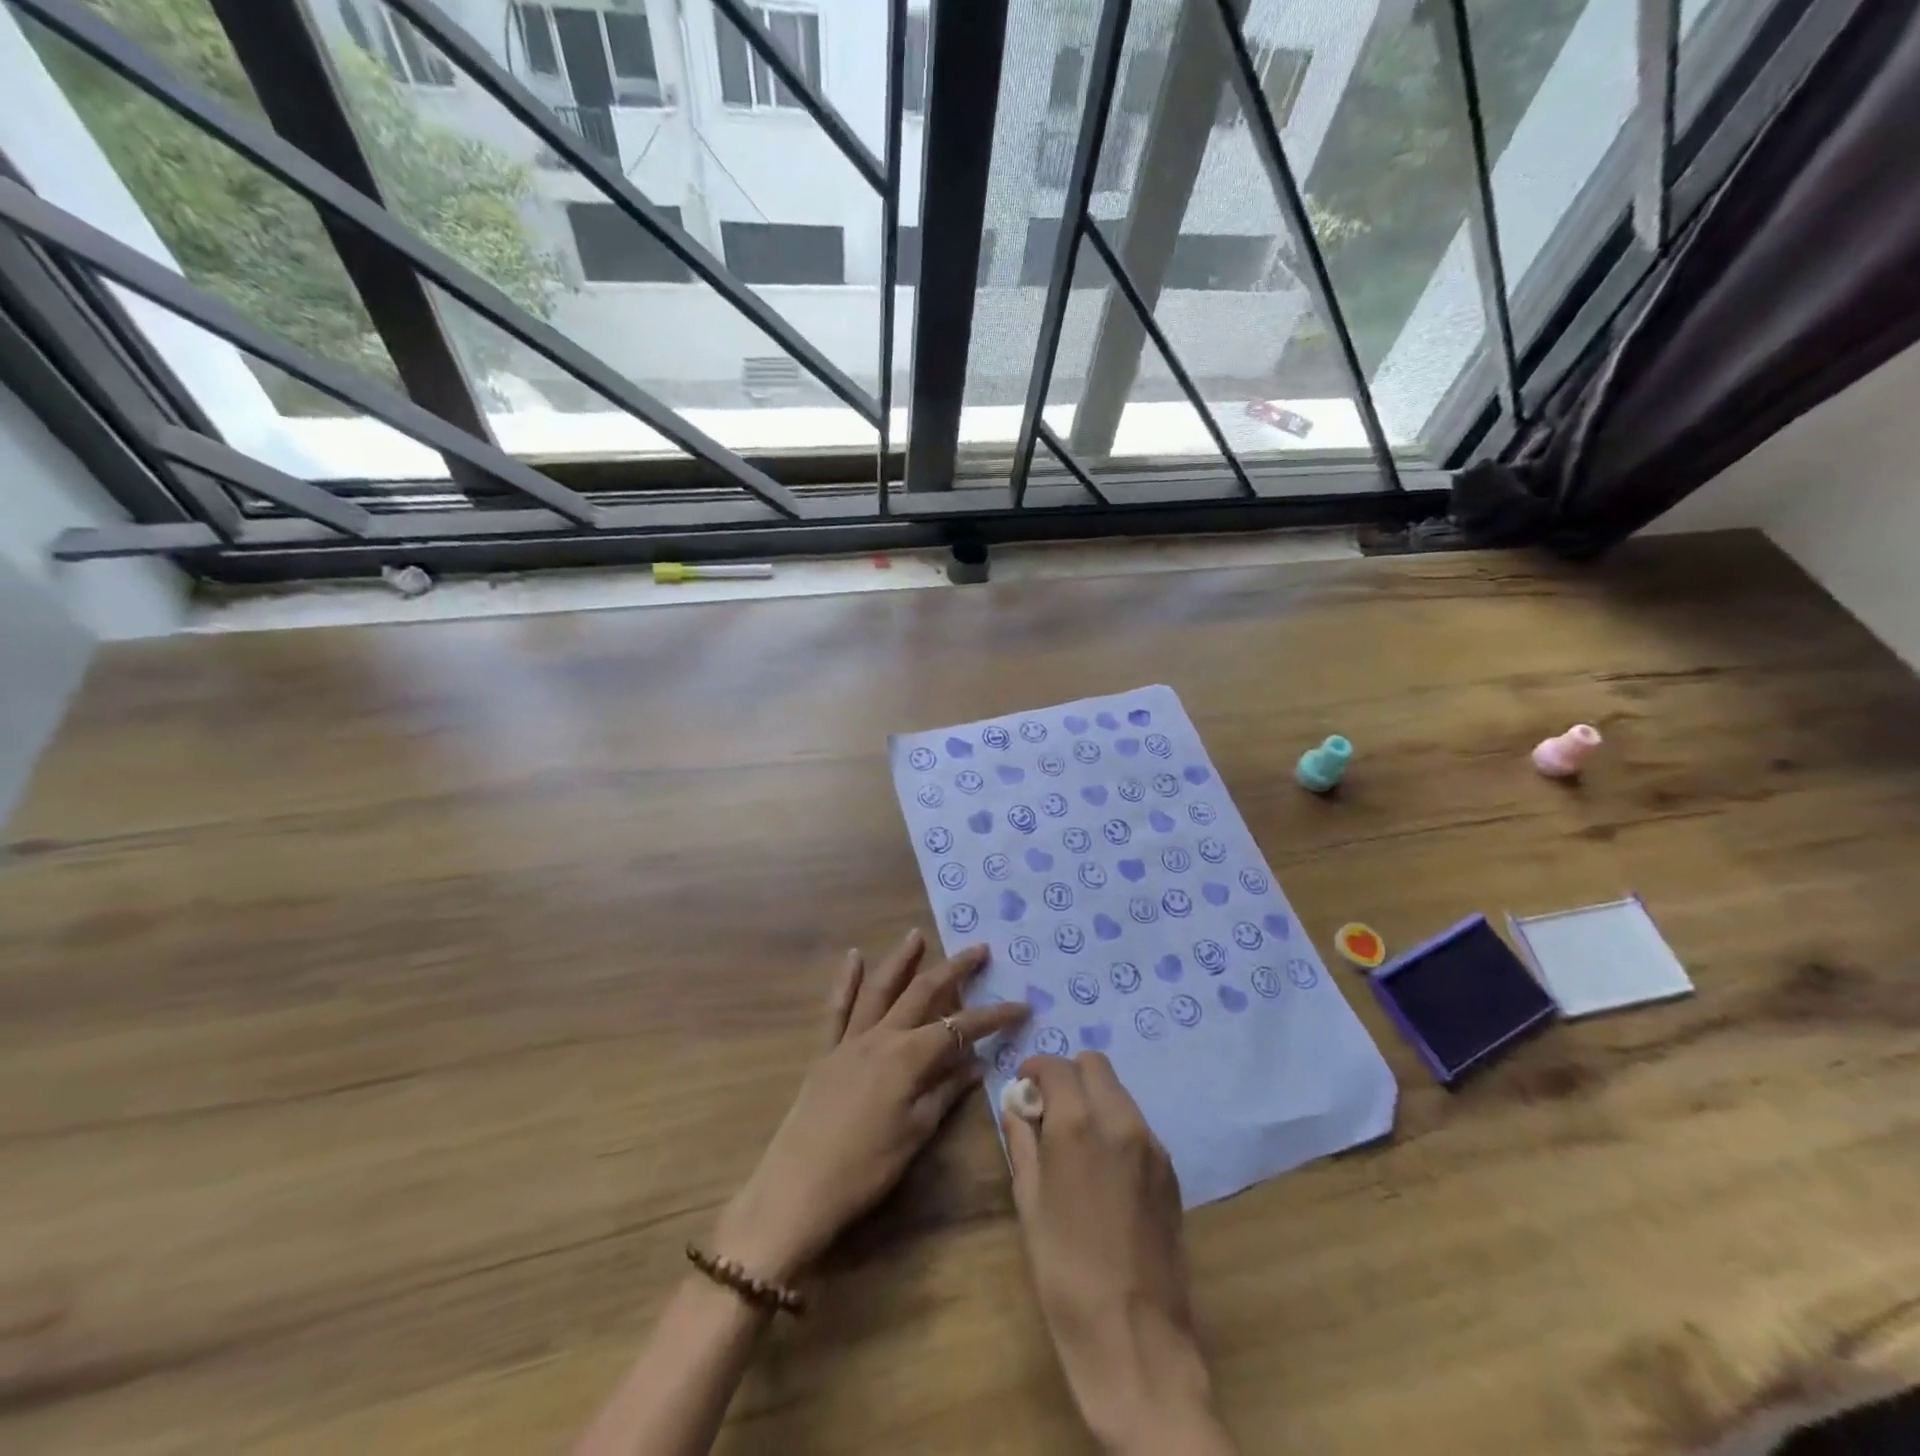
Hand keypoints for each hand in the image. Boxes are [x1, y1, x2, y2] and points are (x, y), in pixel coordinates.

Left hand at [713, 930, 1026, 1284]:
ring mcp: (850, 1040)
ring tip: (916, 935)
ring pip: (880, 989)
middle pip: (922, 993)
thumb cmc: (865, 1169)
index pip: (960, 1028)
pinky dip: (845, 980)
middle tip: (978, 949)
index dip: (993, 1017)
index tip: (1021, 1006)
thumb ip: (946, 1092)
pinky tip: (853, 956)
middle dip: (954, 970)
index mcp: (908, 1057)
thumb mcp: (916, 1134)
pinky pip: (837, 1008)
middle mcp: (881, 1036)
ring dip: (901, 960)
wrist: (797, 1189)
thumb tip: (977, 1063)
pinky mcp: (826, 1051)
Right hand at [1004, 1054, 1234, 1455]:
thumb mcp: (1029, 1203)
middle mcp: (1120, 1122)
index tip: (1024, 1088)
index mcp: (1078, 1125)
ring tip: (1076, 1141)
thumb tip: (1017, 1107)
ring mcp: (1152, 1145)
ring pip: (1119, 1092)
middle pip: (1095, 1065)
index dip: (1035, 1069)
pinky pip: (1137, 1125)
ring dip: (1094, 1098)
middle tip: (1050, 1110)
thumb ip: (1022, 1142)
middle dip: (1068, 1075)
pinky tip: (1104, 1169)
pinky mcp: (1170, 1171)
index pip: (1057, 1066)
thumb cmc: (1065, 1272)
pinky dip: (1116, 1126)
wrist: (1135, 1339)